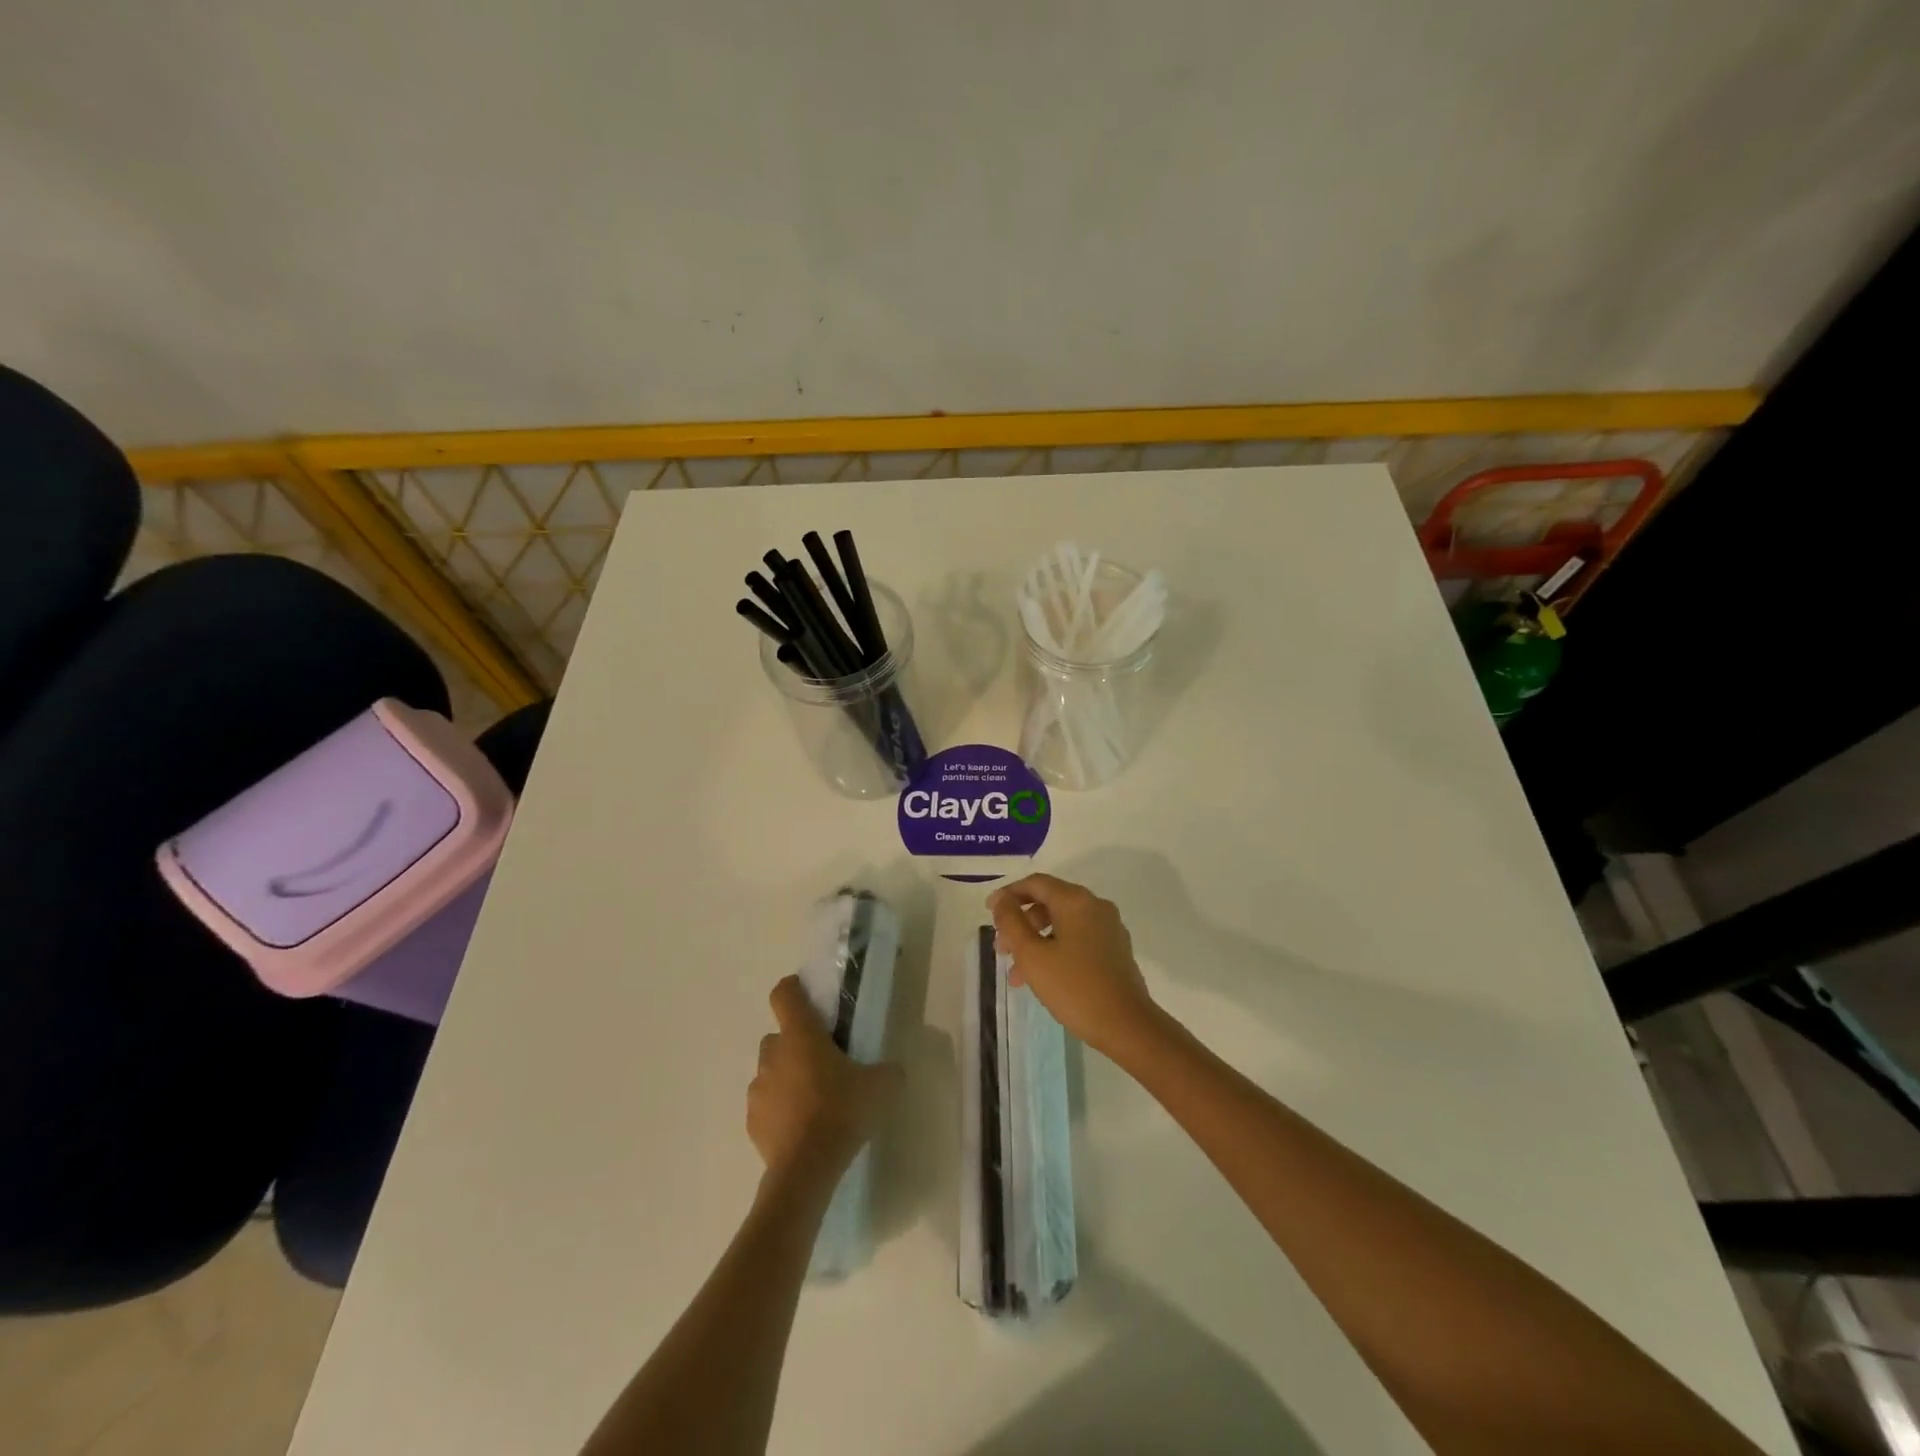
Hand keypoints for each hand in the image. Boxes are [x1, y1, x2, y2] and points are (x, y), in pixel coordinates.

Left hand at [748, 976, 901, 1196]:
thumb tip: (892, 1071)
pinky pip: (766, 1105)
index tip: (807, 996)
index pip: (784, 994)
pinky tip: (800, 1128)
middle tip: (822, 1061)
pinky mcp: (751, 1122)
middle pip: (778, 1036)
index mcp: (801, 1035)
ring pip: (770, 1071)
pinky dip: (779, 1110)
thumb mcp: (881, 1087)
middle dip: (796, 1044)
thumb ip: (888, 1071)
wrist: (805, 1169)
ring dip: (786, 1077)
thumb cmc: (841, 1112)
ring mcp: (758, 1089)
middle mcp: (773, 1055)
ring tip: (812, 1100)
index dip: (793, 988)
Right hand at [988, 874, 1160, 1055]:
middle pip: (1049, 902)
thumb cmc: (1074, 987)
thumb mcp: (1032, 955)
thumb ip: (1011, 922)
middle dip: (1020, 923)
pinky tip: (1042, 978)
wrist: (1127, 1026)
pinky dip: (1055, 949)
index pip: (1036, 883)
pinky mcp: (1115, 950)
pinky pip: (1078, 939)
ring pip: (1062, 924)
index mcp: (1076, 901)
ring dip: (1035, 941)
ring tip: (1016, 974)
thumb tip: (1001, 899)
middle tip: (1001, 949)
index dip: (1008, 894)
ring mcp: (1109, 928)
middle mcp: (1095, 906)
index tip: (988, 912)